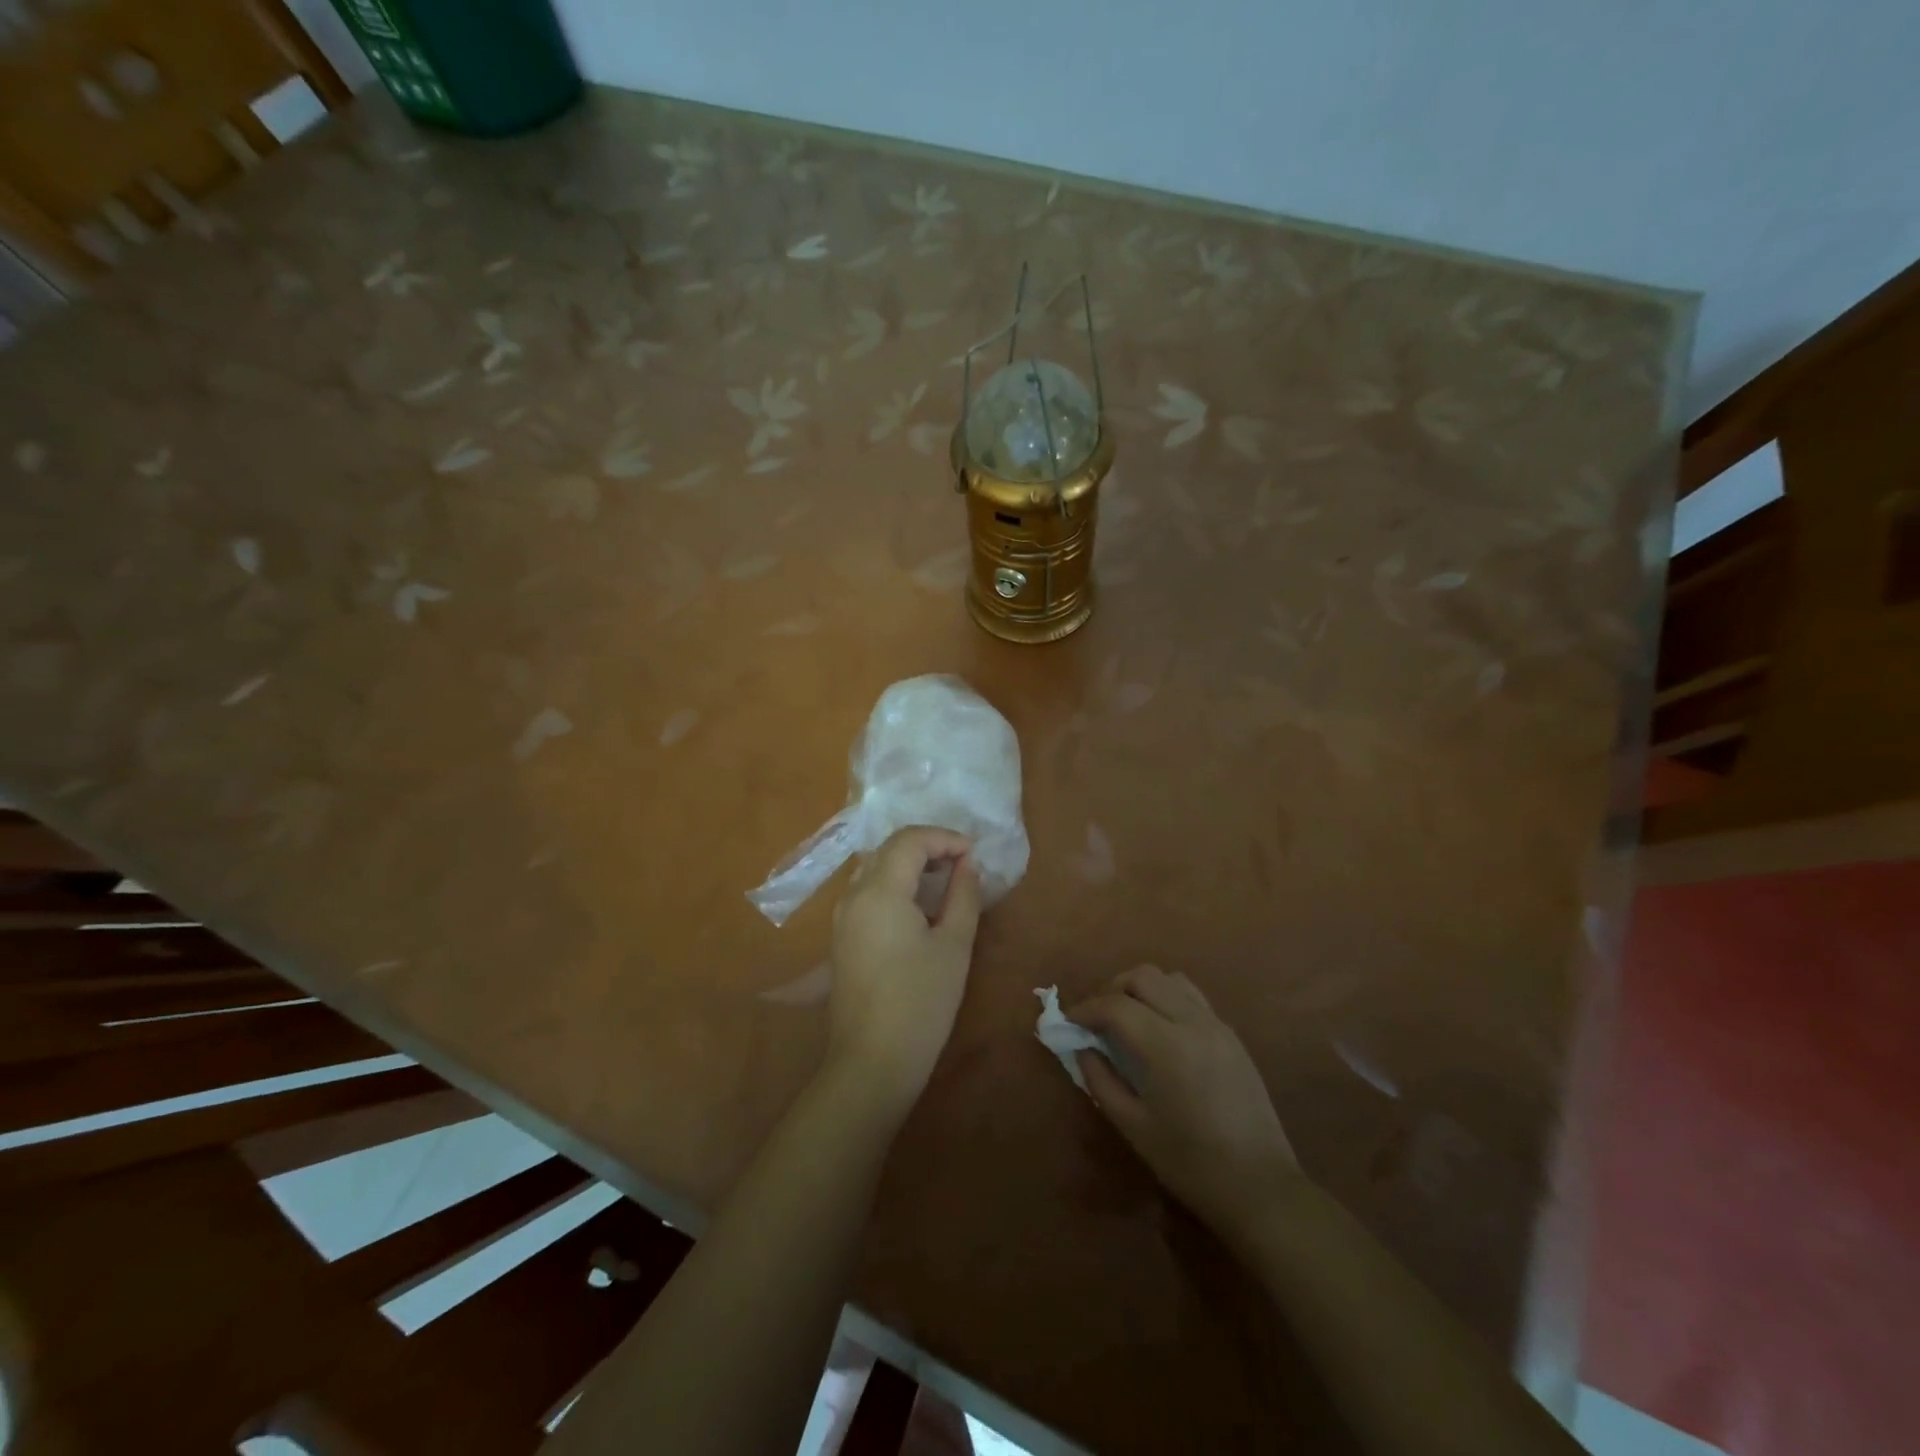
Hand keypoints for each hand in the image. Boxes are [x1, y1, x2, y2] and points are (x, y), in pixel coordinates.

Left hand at [824, 826, 981, 1111]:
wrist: (872, 1062)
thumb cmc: (921, 1002)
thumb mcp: (954, 945)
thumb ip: (963, 896)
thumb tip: (967, 865)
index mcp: (879, 891)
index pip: (910, 840)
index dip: (945, 838)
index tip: (974, 854)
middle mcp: (853, 895)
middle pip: (889, 849)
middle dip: (928, 846)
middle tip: (963, 864)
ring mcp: (842, 917)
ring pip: (876, 869)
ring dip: (911, 865)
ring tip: (946, 881)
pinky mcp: (842, 937)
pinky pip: (868, 892)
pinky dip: (896, 885)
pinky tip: (920, 906)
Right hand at [1073, 965, 1301, 1239]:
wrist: (1261, 1188)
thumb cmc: (1191, 1164)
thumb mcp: (1134, 1127)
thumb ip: (1101, 1080)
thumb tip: (1082, 1048)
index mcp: (1167, 1047)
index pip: (1116, 1005)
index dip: (1086, 1009)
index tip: (1069, 1023)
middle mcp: (1194, 1023)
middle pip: (1143, 976)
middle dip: (1111, 989)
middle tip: (1096, 1018)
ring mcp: (1217, 1025)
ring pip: (1170, 979)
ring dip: (1141, 988)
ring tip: (1126, 1018)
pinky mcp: (1232, 1035)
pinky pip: (1192, 996)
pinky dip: (1166, 998)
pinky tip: (1159, 1030)